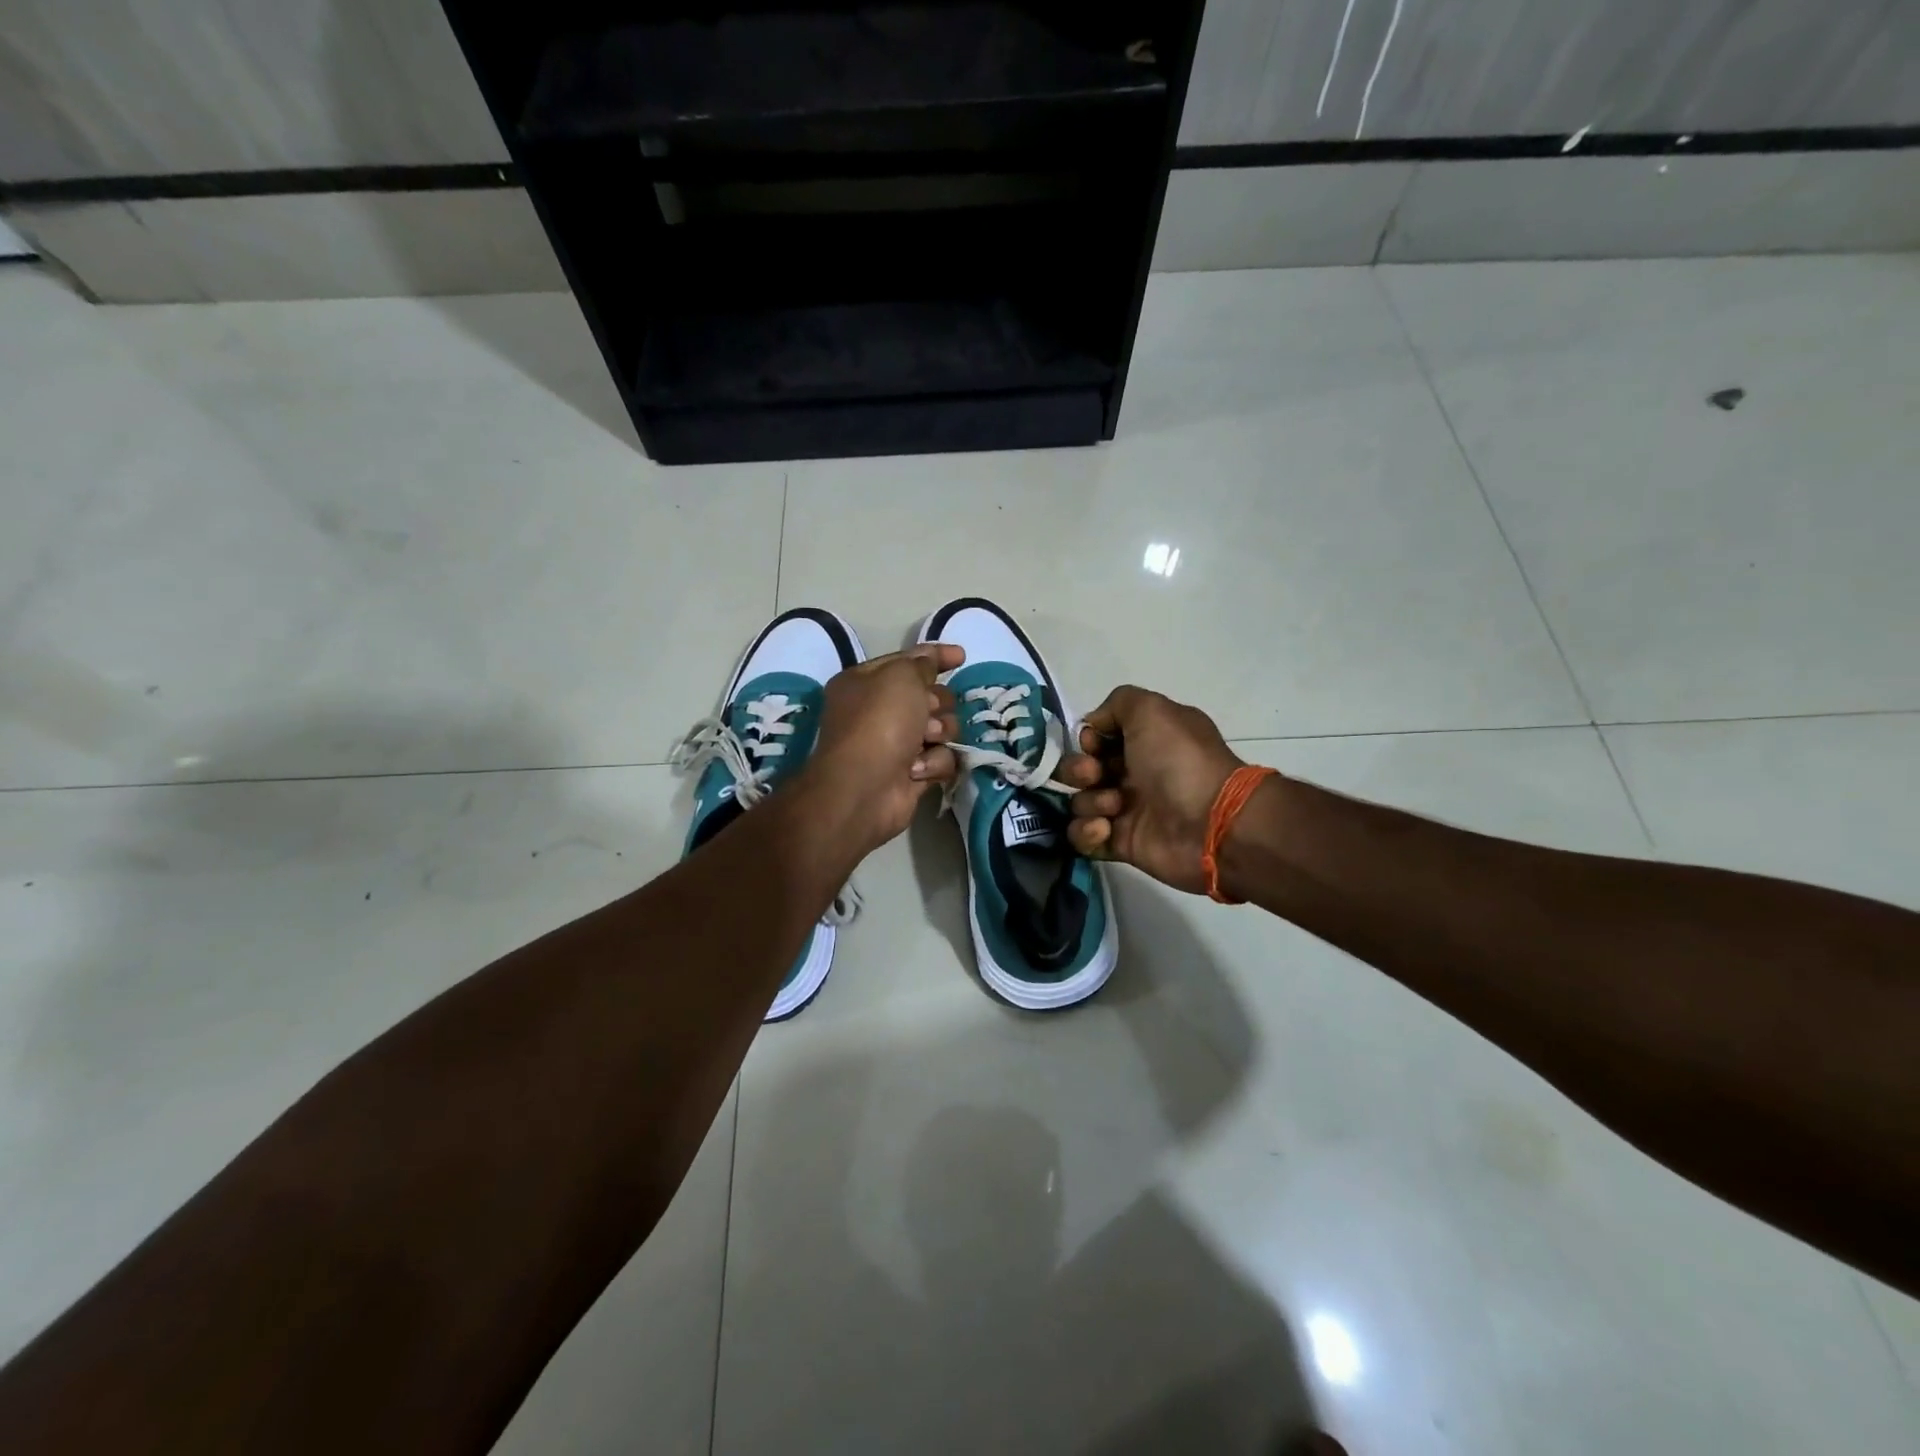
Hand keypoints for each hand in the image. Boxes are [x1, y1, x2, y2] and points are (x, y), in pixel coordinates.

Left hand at [801, 643, 963, 853]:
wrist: (864, 788)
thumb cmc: (878, 723)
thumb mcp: (900, 676)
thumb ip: (922, 663)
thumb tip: (932, 661)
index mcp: (866, 682)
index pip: (907, 661)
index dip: (935, 657)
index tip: (961, 657)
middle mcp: (879, 712)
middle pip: (930, 696)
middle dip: (937, 703)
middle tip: (929, 711)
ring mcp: (896, 744)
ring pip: (941, 728)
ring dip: (940, 733)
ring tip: (926, 742)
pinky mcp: (912, 773)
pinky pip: (940, 759)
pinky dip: (934, 763)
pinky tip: (918, 769)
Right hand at [1058, 685, 1247, 895]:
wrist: (1213, 823)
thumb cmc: (1181, 761)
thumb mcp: (1152, 710)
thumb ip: (1118, 703)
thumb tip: (1093, 726)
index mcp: (1144, 742)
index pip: (1097, 738)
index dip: (1088, 740)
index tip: (1095, 745)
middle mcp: (1133, 773)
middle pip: (1081, 770)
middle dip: (1078, 770)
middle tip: (1095, 776)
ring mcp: (1126, 810)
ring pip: (1080, 802)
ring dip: (1089, 802)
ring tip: (1115, 807)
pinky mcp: (1120, 843)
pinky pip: (1083, 837)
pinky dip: (1086, 833)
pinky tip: (1105, 830)